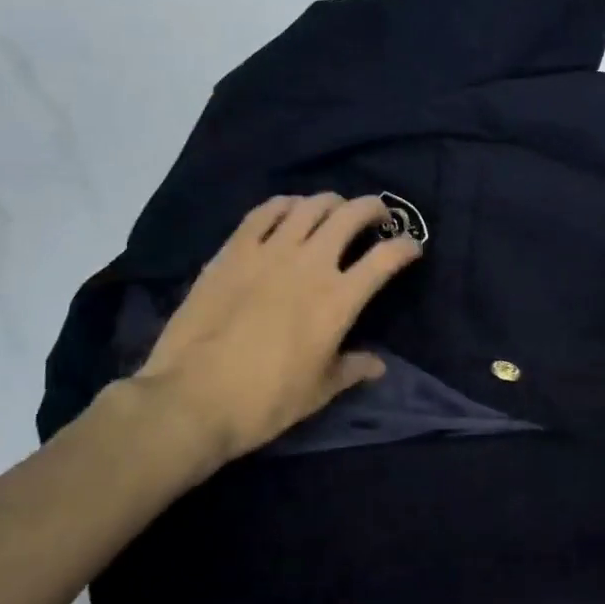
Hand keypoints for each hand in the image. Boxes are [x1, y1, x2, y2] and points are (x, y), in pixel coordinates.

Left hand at [97, 194, 422, 490]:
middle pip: (350, 216)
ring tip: (334, 210)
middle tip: (377, 215)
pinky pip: (263, 212)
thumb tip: (378, 365)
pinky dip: (284, 205)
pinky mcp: (232, 251)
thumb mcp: (319, 391)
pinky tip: (288, 209)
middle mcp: (310, 265)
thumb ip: (351, 369)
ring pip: (309, 206)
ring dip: (330, 202)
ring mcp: (268, 252)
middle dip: (372, 209)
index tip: (412, 246)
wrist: (192, 398)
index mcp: (338, 300)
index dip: (405, 246)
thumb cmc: (265, 401)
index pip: (385, 258)